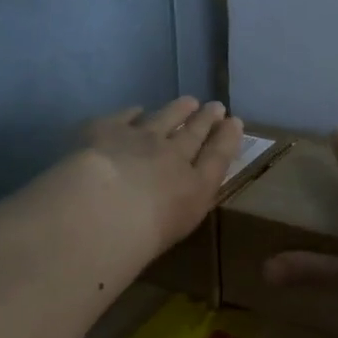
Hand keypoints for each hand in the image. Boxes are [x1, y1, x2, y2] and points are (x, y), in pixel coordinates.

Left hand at [74, 97, 243, 258]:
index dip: (227, 137)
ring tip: (188, 101)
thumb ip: (184, 205)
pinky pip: (126, 116)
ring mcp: (141, 138)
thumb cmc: (143, 236)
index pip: (218, 156)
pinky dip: (134, 113)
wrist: (101, 210)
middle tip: (216, 106)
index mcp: (196, 185)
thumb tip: (182, 196)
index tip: (235, 122)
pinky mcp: (108, 129)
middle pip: (194, 133)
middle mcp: (173, 155)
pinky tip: (137, 110)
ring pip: (165, 117)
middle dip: (207, 119)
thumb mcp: (178, 227)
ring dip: (179, 109)